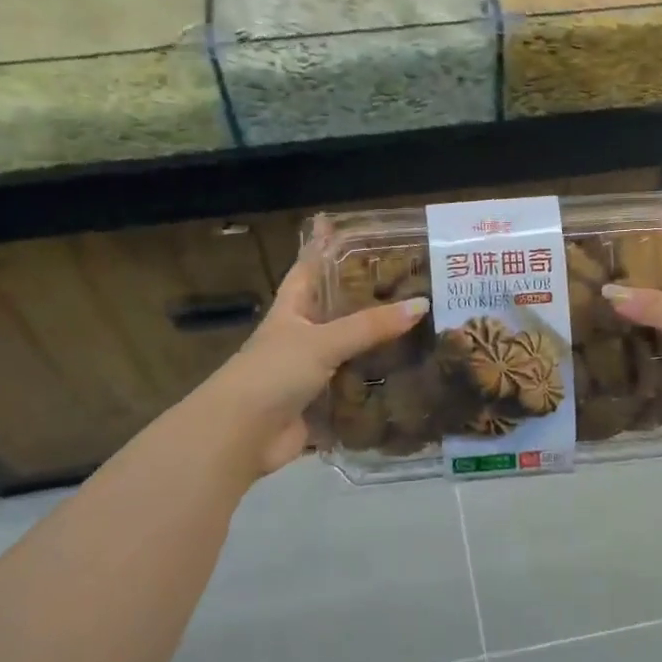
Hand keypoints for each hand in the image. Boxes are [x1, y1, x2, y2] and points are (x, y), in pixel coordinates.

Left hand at [198, 240, 427, 480]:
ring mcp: (307, 374)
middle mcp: (299, 338)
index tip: (339, 225)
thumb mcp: (322, 342)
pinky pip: (352, 391)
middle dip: (363, 298)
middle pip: (334, 311)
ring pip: (347, 352)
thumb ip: (370, 326)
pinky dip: (373, 387)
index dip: (321, 248)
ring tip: (417, 328)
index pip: (307, 270)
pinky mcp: (318, 406)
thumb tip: (421, 305)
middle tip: (405, 281)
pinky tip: (404, 379)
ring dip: (374, 345)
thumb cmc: (273, 374)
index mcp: (291, 311)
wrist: (239, 436)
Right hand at [604, 230, 661, 458]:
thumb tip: (610, 293)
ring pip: (661, 333)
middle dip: (639, 285)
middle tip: (597, 273)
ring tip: (591, 315)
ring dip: (634, 328)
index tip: (641, 219)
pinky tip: (608, 362)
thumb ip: (660, 307)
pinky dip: (639, 368)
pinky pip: (660, 371)